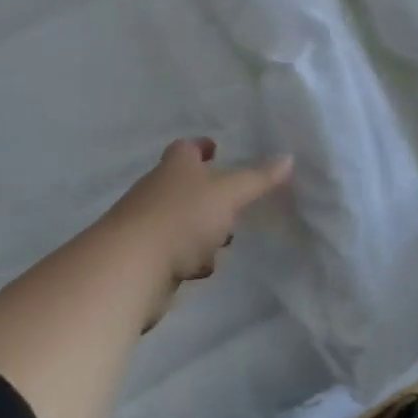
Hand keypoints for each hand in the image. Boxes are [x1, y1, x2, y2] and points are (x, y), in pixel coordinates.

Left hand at [106, 138, 291, 322]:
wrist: (130, 267)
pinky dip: (186, 258)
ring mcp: (145, 224)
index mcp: (176, 166)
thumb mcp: (229, 194)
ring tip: (223, 243)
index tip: (216, 150)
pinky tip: (199, 270)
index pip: (188, 148)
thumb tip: (288, 158)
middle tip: (232, 203)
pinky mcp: (141, 259)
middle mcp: (156, 189)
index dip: (202, 147)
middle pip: (184, 185)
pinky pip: (171, 253)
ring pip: (180, 221)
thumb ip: (258, 179)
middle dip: (208, 195)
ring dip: (200, 231)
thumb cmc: (183, 217)